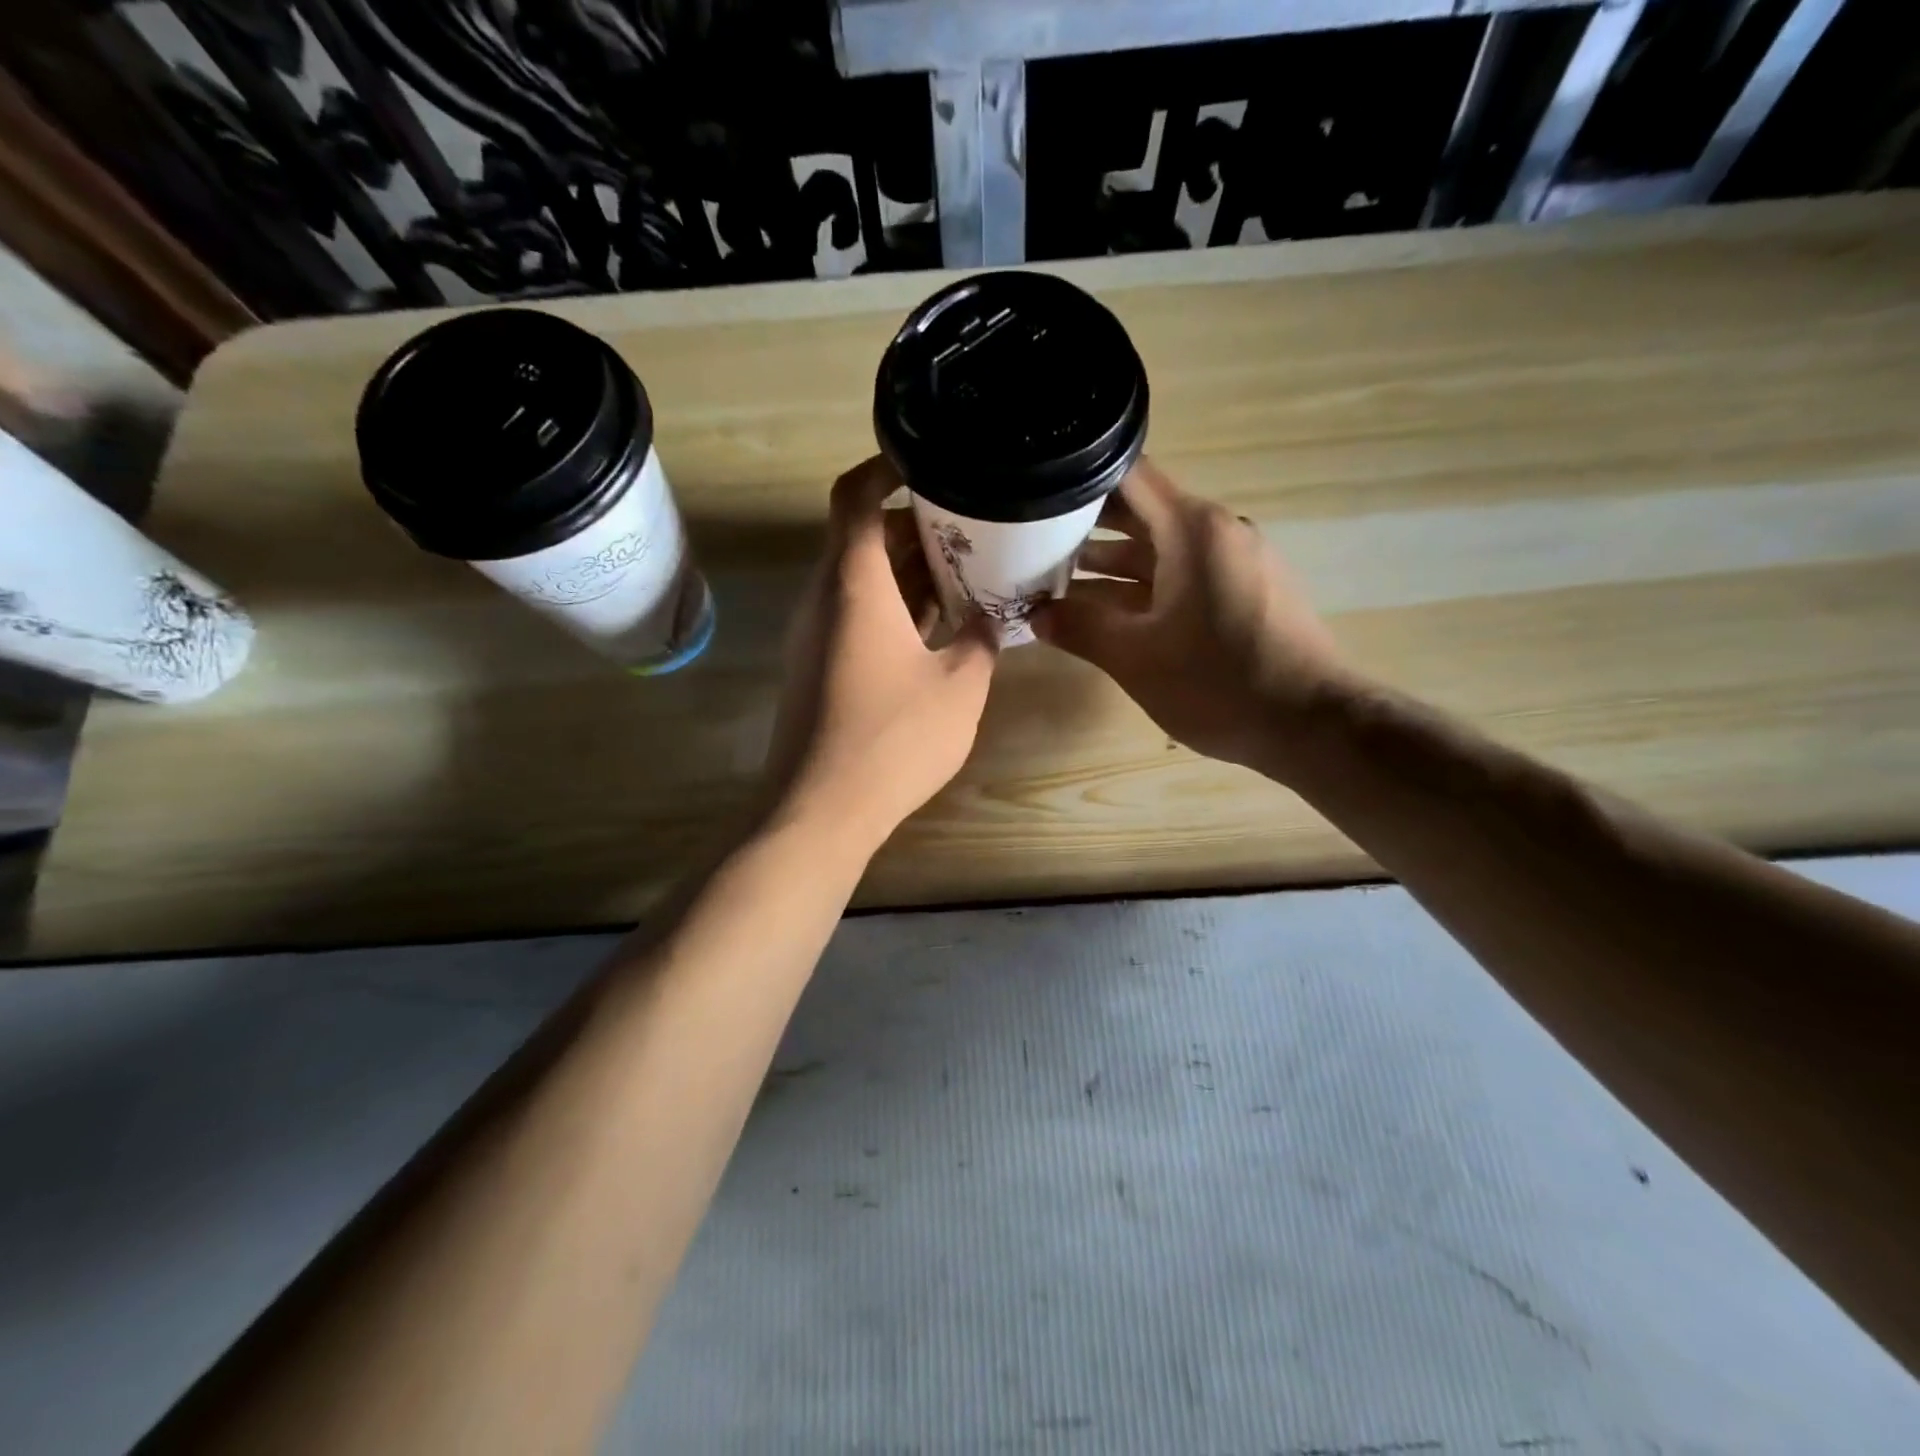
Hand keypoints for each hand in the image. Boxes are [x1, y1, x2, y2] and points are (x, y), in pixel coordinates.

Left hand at [763, 456, 998, 852]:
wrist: (820, 810)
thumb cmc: (892, 740)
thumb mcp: (959, 687)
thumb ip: (980, 640)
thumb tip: (987, 618)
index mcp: (853, 583)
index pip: (855, 495)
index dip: (887, 467)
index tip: (931, 460)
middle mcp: (825, 598)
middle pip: (862, 536)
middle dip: (916, 524)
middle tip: (973, 525)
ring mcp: (816, 634)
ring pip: (862, 579)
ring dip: (909, 570)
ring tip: (967, 570)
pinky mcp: (819, 667)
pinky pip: (857, 615)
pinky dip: (895, 607)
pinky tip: (940, 624)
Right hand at [1031, 457, 1356, 775]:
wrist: (1310, 724)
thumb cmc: (1217, 683)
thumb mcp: (1135, 658)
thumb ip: (1080, 629)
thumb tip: (1036, 615)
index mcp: (1192, 529)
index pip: (1128, 476)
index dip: (1079, 481)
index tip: (1038, 496)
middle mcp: (1217, 531)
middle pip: (1142, 512)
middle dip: (1086, 527)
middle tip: (1033, 544)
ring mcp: (1235, 562)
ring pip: (1161, 549)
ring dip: (1112, 564)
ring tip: (1058, 582)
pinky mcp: (1245, 592)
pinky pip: (1184, 574)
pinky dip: (1145, 586)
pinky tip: (1109, 612)